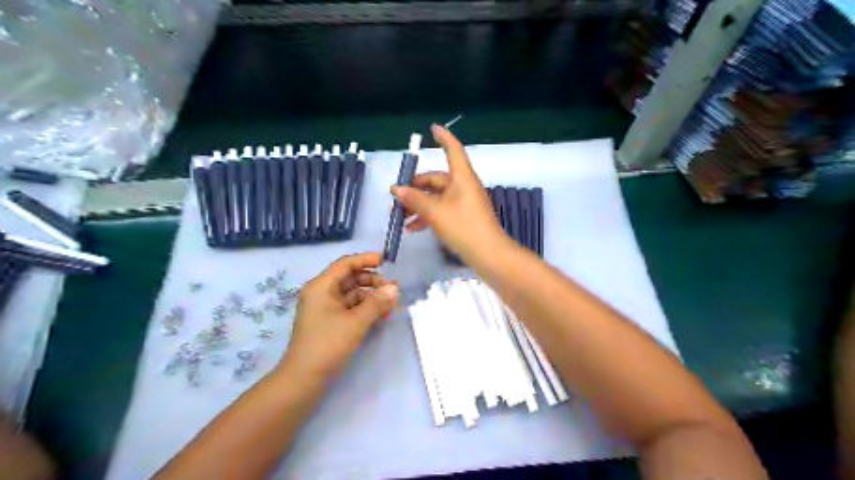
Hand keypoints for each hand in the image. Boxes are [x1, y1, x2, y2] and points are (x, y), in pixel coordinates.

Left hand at [284, 253, 398, 379]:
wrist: (304, 379)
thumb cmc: (327, 344)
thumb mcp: (356, 322)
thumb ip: (377, 302)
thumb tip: (395, 287)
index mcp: (321, 287)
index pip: (346, 264)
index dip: (366, 260)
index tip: (387, 261)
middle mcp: (322, 293)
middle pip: (350, 278)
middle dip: (373, 281)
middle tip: (393, 289)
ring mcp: (325, 309)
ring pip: (352, 295)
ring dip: (372, 297)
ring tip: (391, 305)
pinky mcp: (330, 323)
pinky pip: (351, 309)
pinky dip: (366, 310)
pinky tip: (381, 316)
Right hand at [392, 123, 508, 263]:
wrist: (489, 255)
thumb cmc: (464, 228)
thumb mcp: (436, 213)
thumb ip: (415, 199)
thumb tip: (397, 189)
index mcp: (462, 178)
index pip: (453, 150)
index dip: (443, 138)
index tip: (433, 129)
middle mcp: (464, 186)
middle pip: (437, 179)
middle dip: (416, 187)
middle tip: (397, 197)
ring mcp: (464, 203)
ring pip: (437, 197)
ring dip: (419, 204)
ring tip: (400, 217)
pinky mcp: (464, 218)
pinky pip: (442, 210)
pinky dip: (428, 216)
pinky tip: (412, 229)